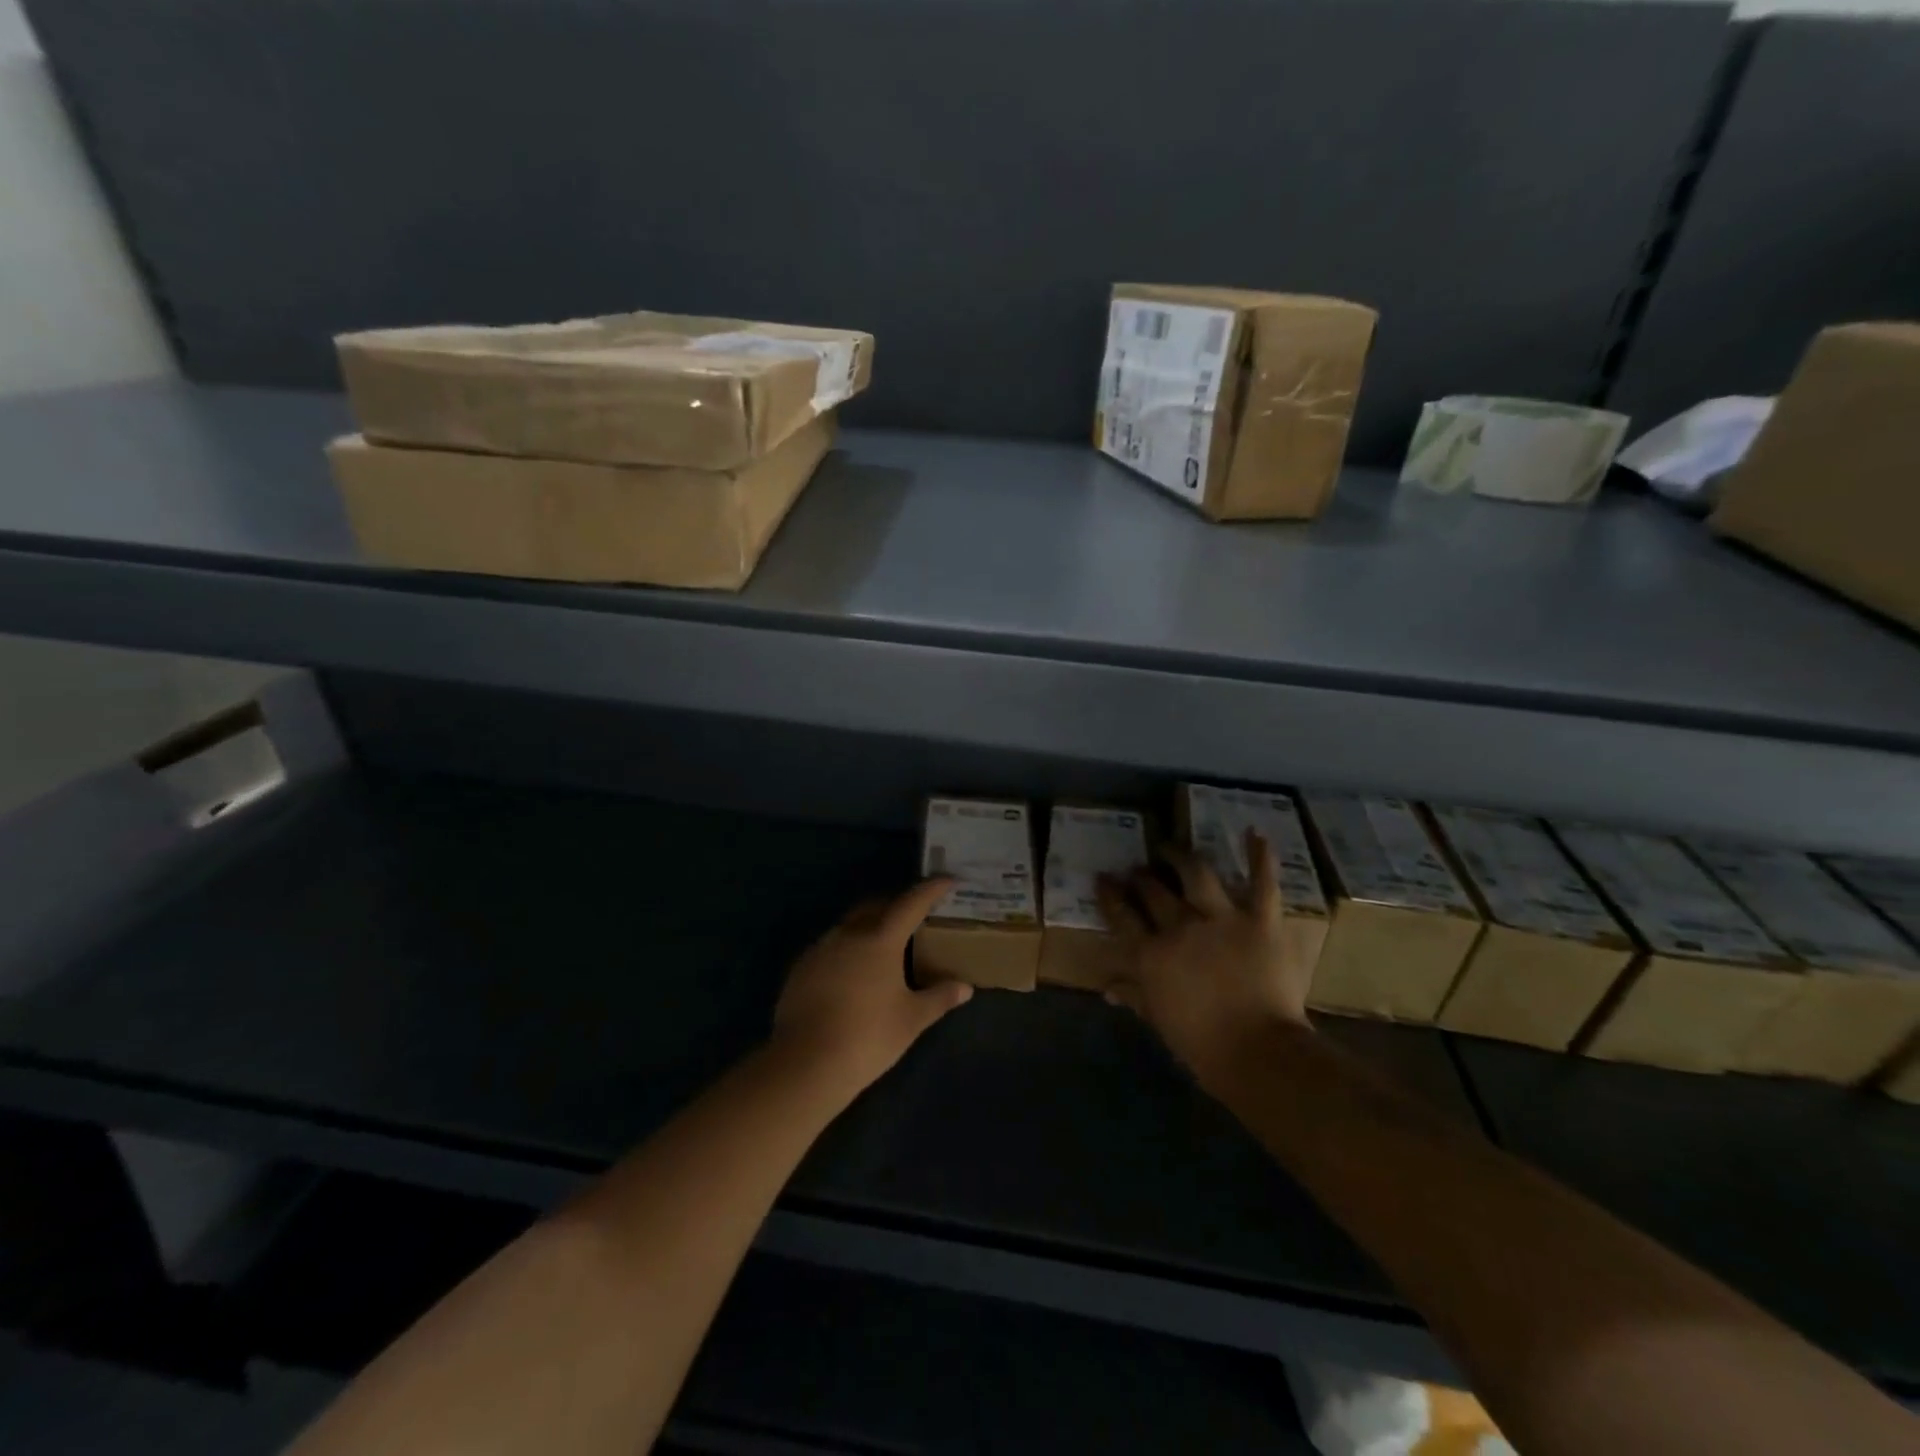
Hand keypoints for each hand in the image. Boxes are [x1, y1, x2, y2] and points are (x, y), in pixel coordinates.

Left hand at [770, 878, 973, 1102]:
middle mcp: (848, 934)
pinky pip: (830, 947)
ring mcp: (820, 949)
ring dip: (869, 926)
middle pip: (876, 907)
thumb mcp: (912, 1020)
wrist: (805, 1064)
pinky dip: (847, 949)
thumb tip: (965, 987)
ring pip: (849, 925)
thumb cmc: (868, 1037)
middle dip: (896, 905)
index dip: (931, 889)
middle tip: (915, 915)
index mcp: (880, 939)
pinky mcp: (800, 969)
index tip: (947, 880)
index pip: (911, 903)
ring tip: (884, 947)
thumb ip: (939, 998)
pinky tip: (852, 973)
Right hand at [1097, 832, 1311, 1082]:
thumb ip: (1134, 996)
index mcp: (1151, 955)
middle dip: (1142, 876)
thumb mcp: (1159, 1021)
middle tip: (1138, 867)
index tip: (1103, 878)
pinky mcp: (1260, 920)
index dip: (1110, 895)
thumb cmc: (1203, 1045)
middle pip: (1154, 892)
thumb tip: (1107, 989)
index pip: (1122, 917)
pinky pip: (1261, 883)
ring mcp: (1221, 919)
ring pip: (1196, 874)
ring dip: (1182, 857)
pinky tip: (1255, 834)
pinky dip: (1260, 857)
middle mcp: (1180, 927)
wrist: (1258, 1053)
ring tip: (1172, 849)